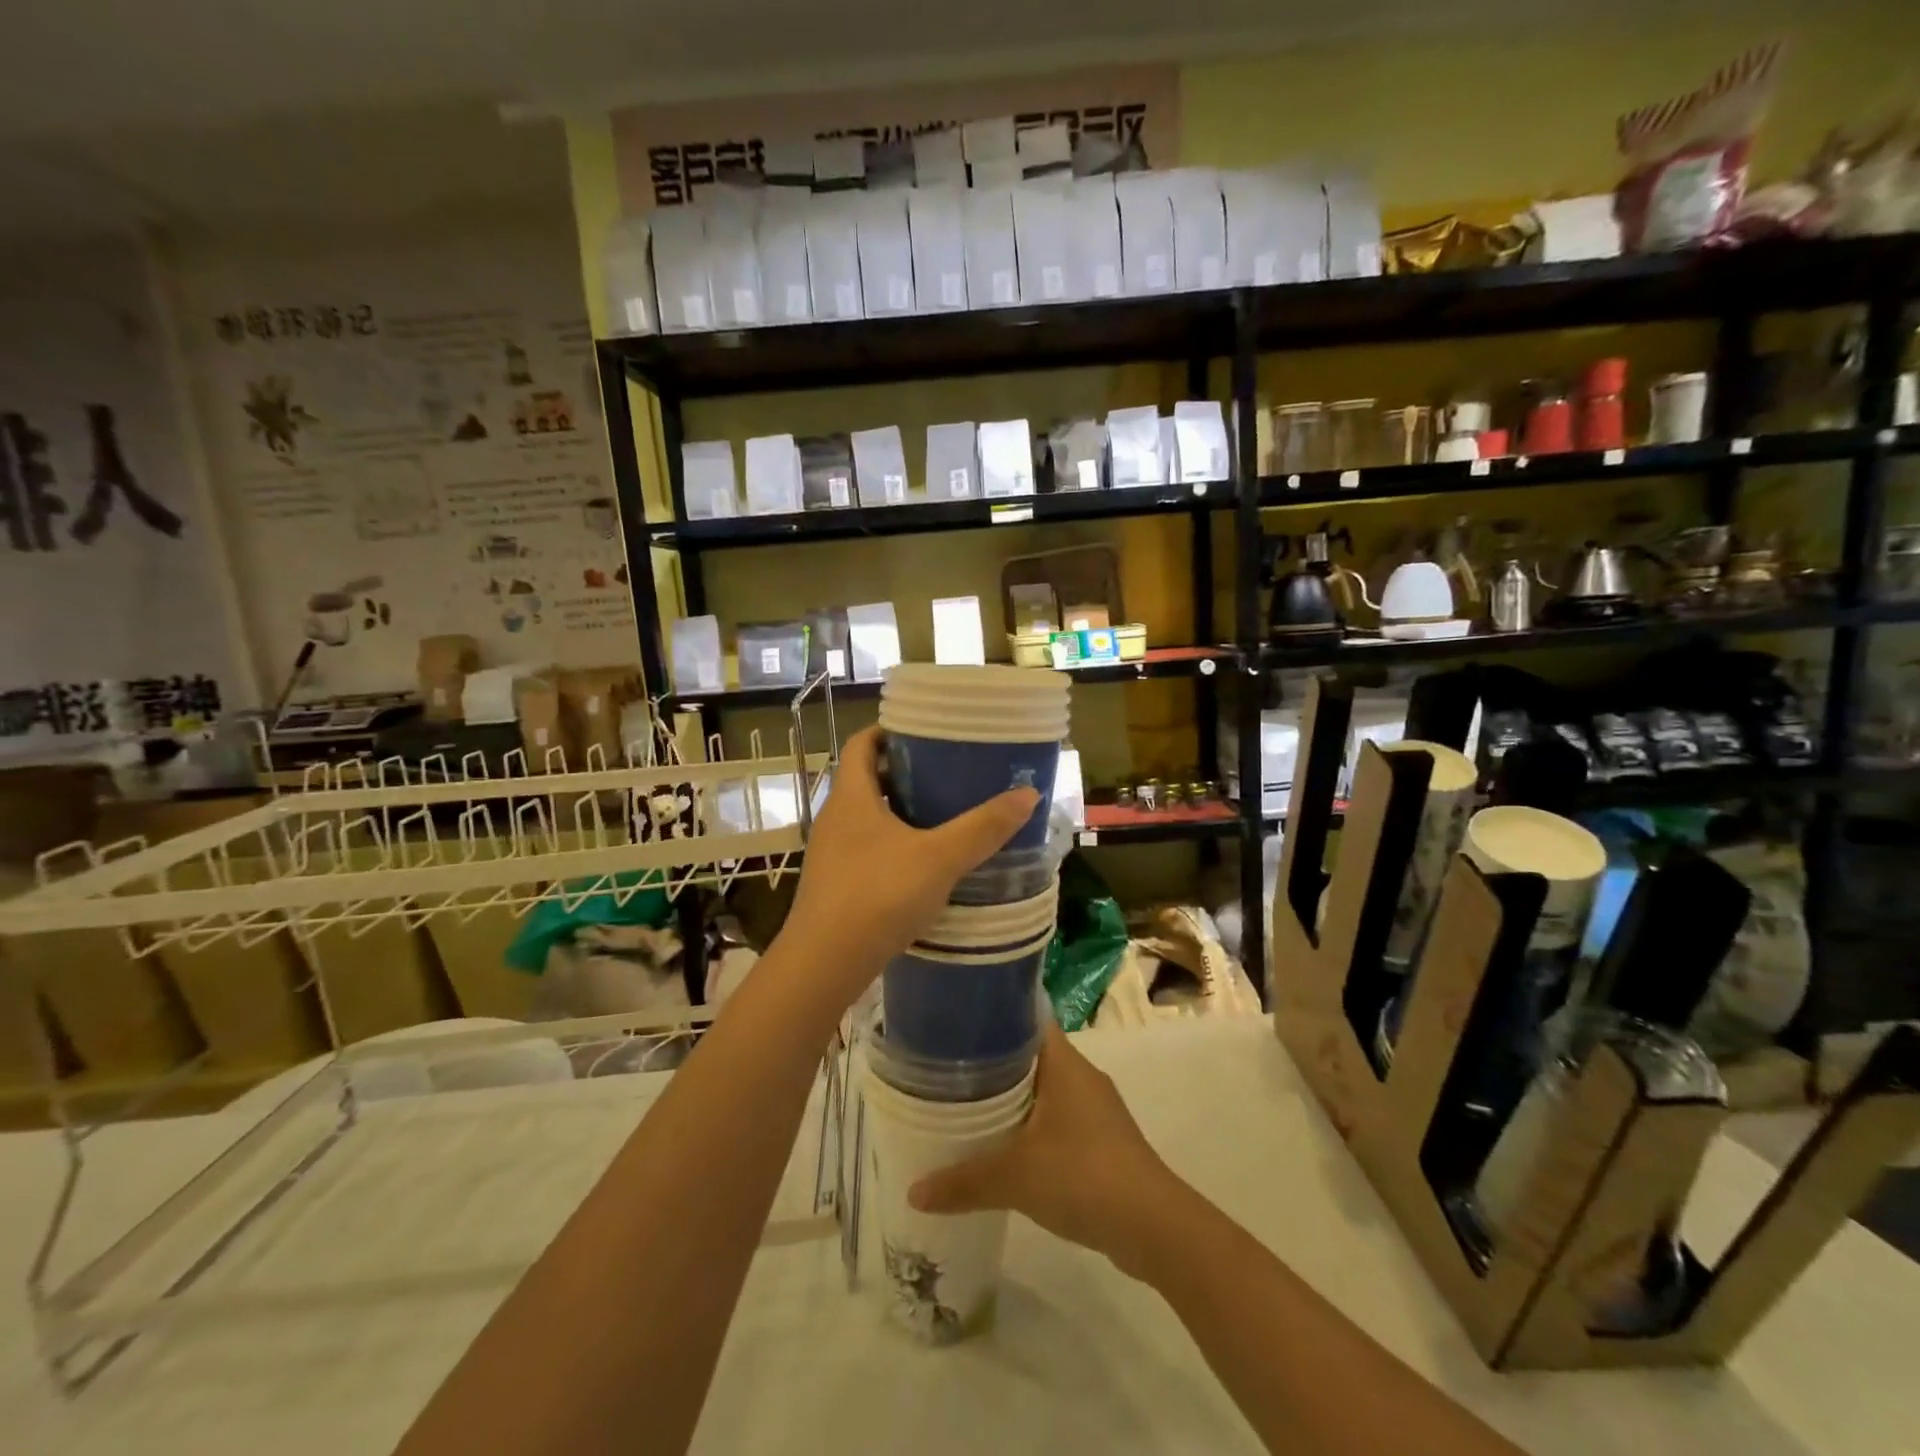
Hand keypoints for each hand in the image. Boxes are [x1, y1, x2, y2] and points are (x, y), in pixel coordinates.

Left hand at [780, 726, 1037, 1002]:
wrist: (825, 963)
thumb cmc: (878, 895)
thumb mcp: (939, 858)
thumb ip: (983, 827)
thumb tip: (1028, 793)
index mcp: (851, 796)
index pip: (862, 743)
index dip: (890, 731)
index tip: (926, 731)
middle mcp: (834, 817)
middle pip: (867, 778)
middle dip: (904, 772)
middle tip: (947, 773)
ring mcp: (830, 853)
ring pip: (867, 817)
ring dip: (899, 810)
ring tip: (942, 815)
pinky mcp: (835, 884)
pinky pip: (866, 848)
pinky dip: (893, 844)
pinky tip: (922, 864)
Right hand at [908, 1022, 1177, 1277]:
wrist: (1154, 1227)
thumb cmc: (1084, 1176)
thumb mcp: (1016, 1177)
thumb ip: (963, 1181)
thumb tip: (913, 1191)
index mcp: (1064, 1062)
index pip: (1025, 1017)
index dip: (992, 1015)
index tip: (955, 1023)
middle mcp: (1080, 1075)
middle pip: (1029, 1054)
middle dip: (991, 1061)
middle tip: (947, 1069)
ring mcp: (1094, 1108)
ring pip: (1042, 1088)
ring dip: (1011, 1097)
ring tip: (966, 1106)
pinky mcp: (1101, 1140)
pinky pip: (1056, 1118)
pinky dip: (1029, 1125)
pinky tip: (1004, 1147)